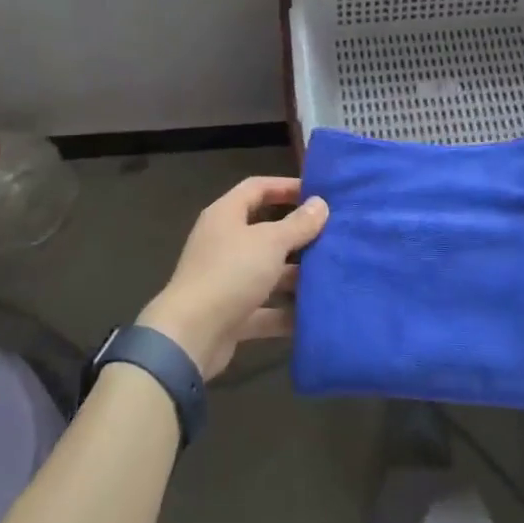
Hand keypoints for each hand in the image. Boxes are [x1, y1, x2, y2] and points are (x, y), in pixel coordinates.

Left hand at [137, 177, 327, 377]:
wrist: (190, 336)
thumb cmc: (230, 273)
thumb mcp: (270, 243)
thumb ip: (298, 224)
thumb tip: (320, 203)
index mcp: (226, 215)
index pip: (257, 188)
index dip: (285, 186)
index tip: (317, 193)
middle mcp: (224, 242)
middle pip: (265, 230)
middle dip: (297, 235)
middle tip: (332, 236)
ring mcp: (226, 279)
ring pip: (267, 271)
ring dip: (295, 275)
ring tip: (331, 275)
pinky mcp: (231, 313)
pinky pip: (265, 308)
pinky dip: (286, 312)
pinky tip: (315, 315)